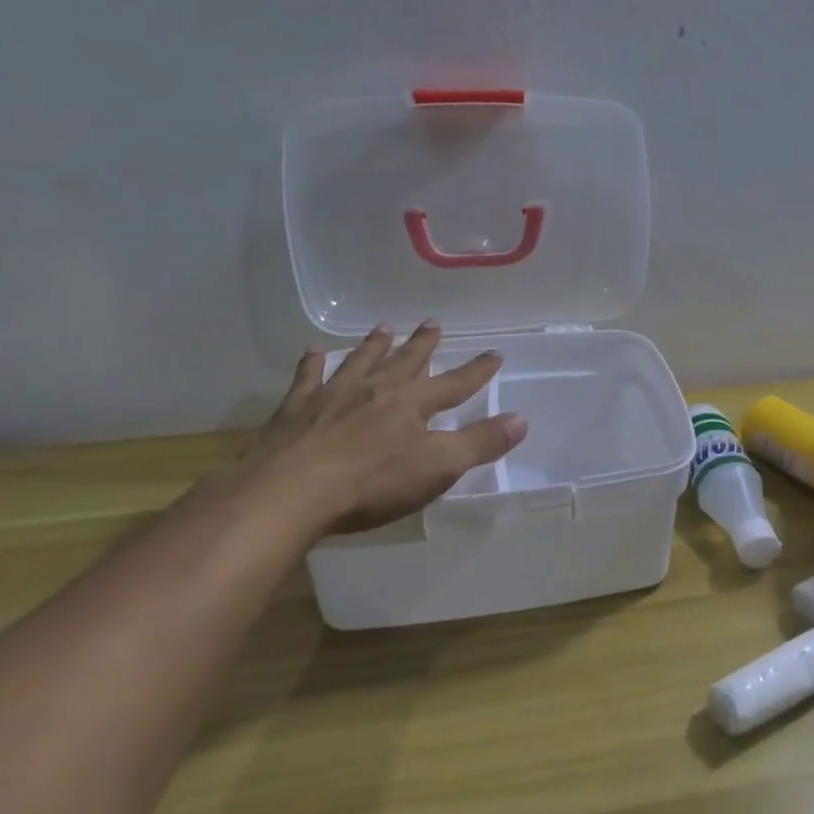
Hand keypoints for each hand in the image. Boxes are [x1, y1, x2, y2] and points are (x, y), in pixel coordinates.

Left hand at [233, 321, 526, 540]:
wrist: (291, 491)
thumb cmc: (372, 482)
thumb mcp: (437, 467)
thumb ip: (480, 443)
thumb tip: (521, 419)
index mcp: (412, 404)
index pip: (454, 384)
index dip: (477, 371)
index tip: (494, 353)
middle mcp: (375, 389)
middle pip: (405, 362)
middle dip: (423, 345)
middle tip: (433, 323)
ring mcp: (332, 396)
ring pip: (359, 362)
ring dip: (374, 345)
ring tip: (384, 327)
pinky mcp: (296, 410)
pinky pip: (307, 378)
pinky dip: (311, 364)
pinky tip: (314, 352)